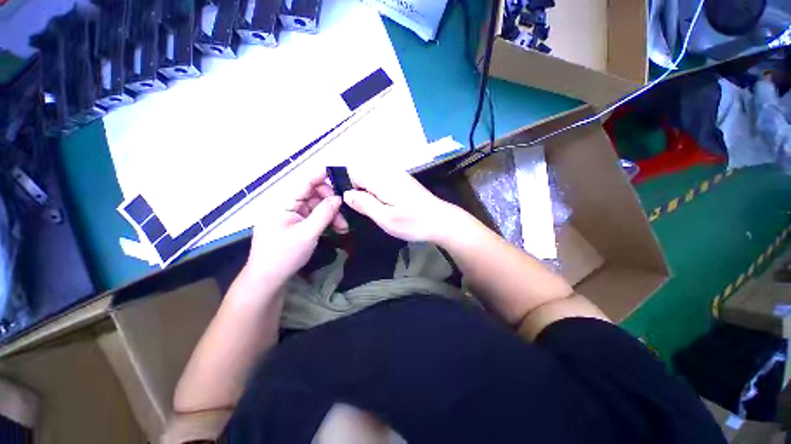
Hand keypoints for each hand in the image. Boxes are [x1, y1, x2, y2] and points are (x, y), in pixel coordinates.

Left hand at [247, 171, 347, 282]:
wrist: (268, 279)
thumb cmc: (283, 256)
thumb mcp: (307, 234)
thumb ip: (324, 214)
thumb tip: (339, 197)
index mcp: (283, 203)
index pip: (305, 182)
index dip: (323, 175)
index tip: (342, 174)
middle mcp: (288, 205)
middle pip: (314, 194)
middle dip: (331, 203)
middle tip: (345, 215)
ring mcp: (293, 214)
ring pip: (317, 206)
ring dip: (332, 214)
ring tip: (343, 228)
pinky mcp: (297, 224)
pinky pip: (315, 216)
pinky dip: (327, 221)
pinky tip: (337, 229)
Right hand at [342, 166, 459, 242]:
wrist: (440, 220)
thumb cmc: (413, 222)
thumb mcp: (385, 218)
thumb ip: (364, 204)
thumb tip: (345, 194)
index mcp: (380, 178)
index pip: (352, 170)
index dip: (345, 184)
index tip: (349, 202)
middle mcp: (387, 171)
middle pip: (360, 171)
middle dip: (355, 188)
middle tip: (361, 209)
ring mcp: (396, 174)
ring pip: (370, 176)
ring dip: (366, 190)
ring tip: (372, 208)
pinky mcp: (402, 180)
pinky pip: (380, 179)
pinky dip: (376, 190)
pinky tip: (383, 204)